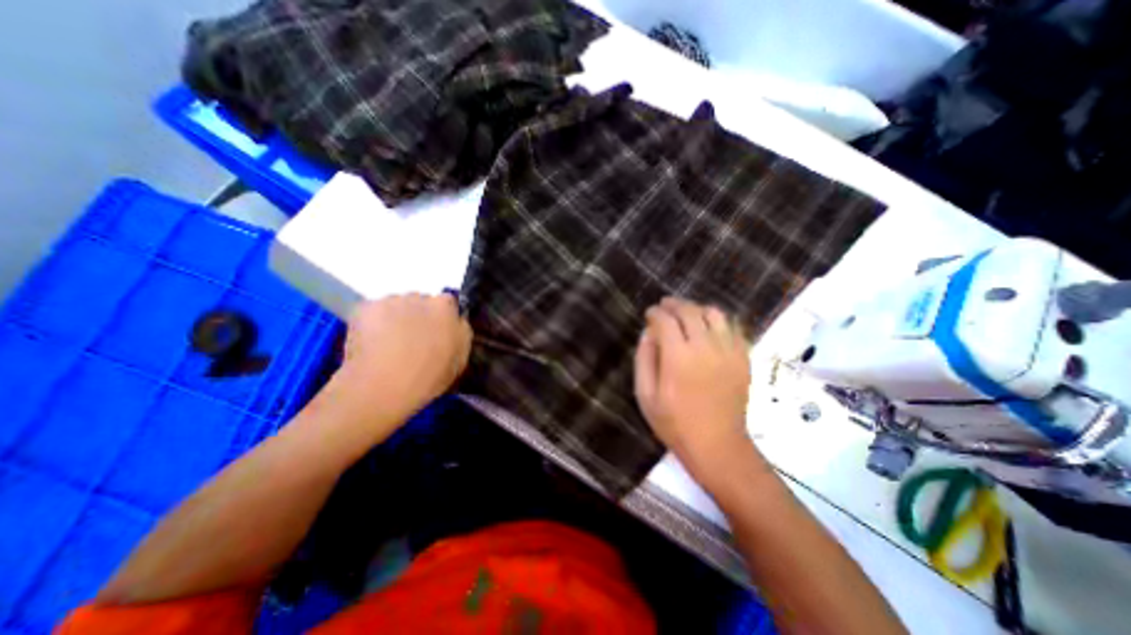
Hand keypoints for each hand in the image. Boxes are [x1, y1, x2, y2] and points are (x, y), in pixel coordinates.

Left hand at [338, 294, 474, 421]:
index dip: (441, 319)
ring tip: (389, 344)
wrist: (382, 387)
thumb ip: (460, 333)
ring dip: (396, 318)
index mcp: (446, 308)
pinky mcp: (365, 307)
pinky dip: (373, 323)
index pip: (447, 303)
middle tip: (413, 340)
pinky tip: (371, 343)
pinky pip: (373, 311)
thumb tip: (455, 323)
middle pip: (421, 302)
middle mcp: (420, 297)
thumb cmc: (428, 377)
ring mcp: (391, 300)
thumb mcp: (459, 359)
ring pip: (396, 306)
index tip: (437, 334)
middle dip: (418, 316)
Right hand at [633, 300, 754, 486]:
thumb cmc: (674, 423)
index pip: (665, 320)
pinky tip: (708, 328)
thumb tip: (647, 332)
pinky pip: (732, 328)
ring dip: (697, 309)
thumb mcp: (645, 394)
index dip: (655, 313)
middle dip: (674, 304)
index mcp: (678, 358)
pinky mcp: (743, 359)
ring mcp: (728, 352)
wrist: (717, 445)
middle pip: (690, 311)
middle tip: (664, 306)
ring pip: (715, 314)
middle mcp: (705, 348)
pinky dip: (718, 321)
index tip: (649, 314)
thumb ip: (644, 359)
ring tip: (686, 313)